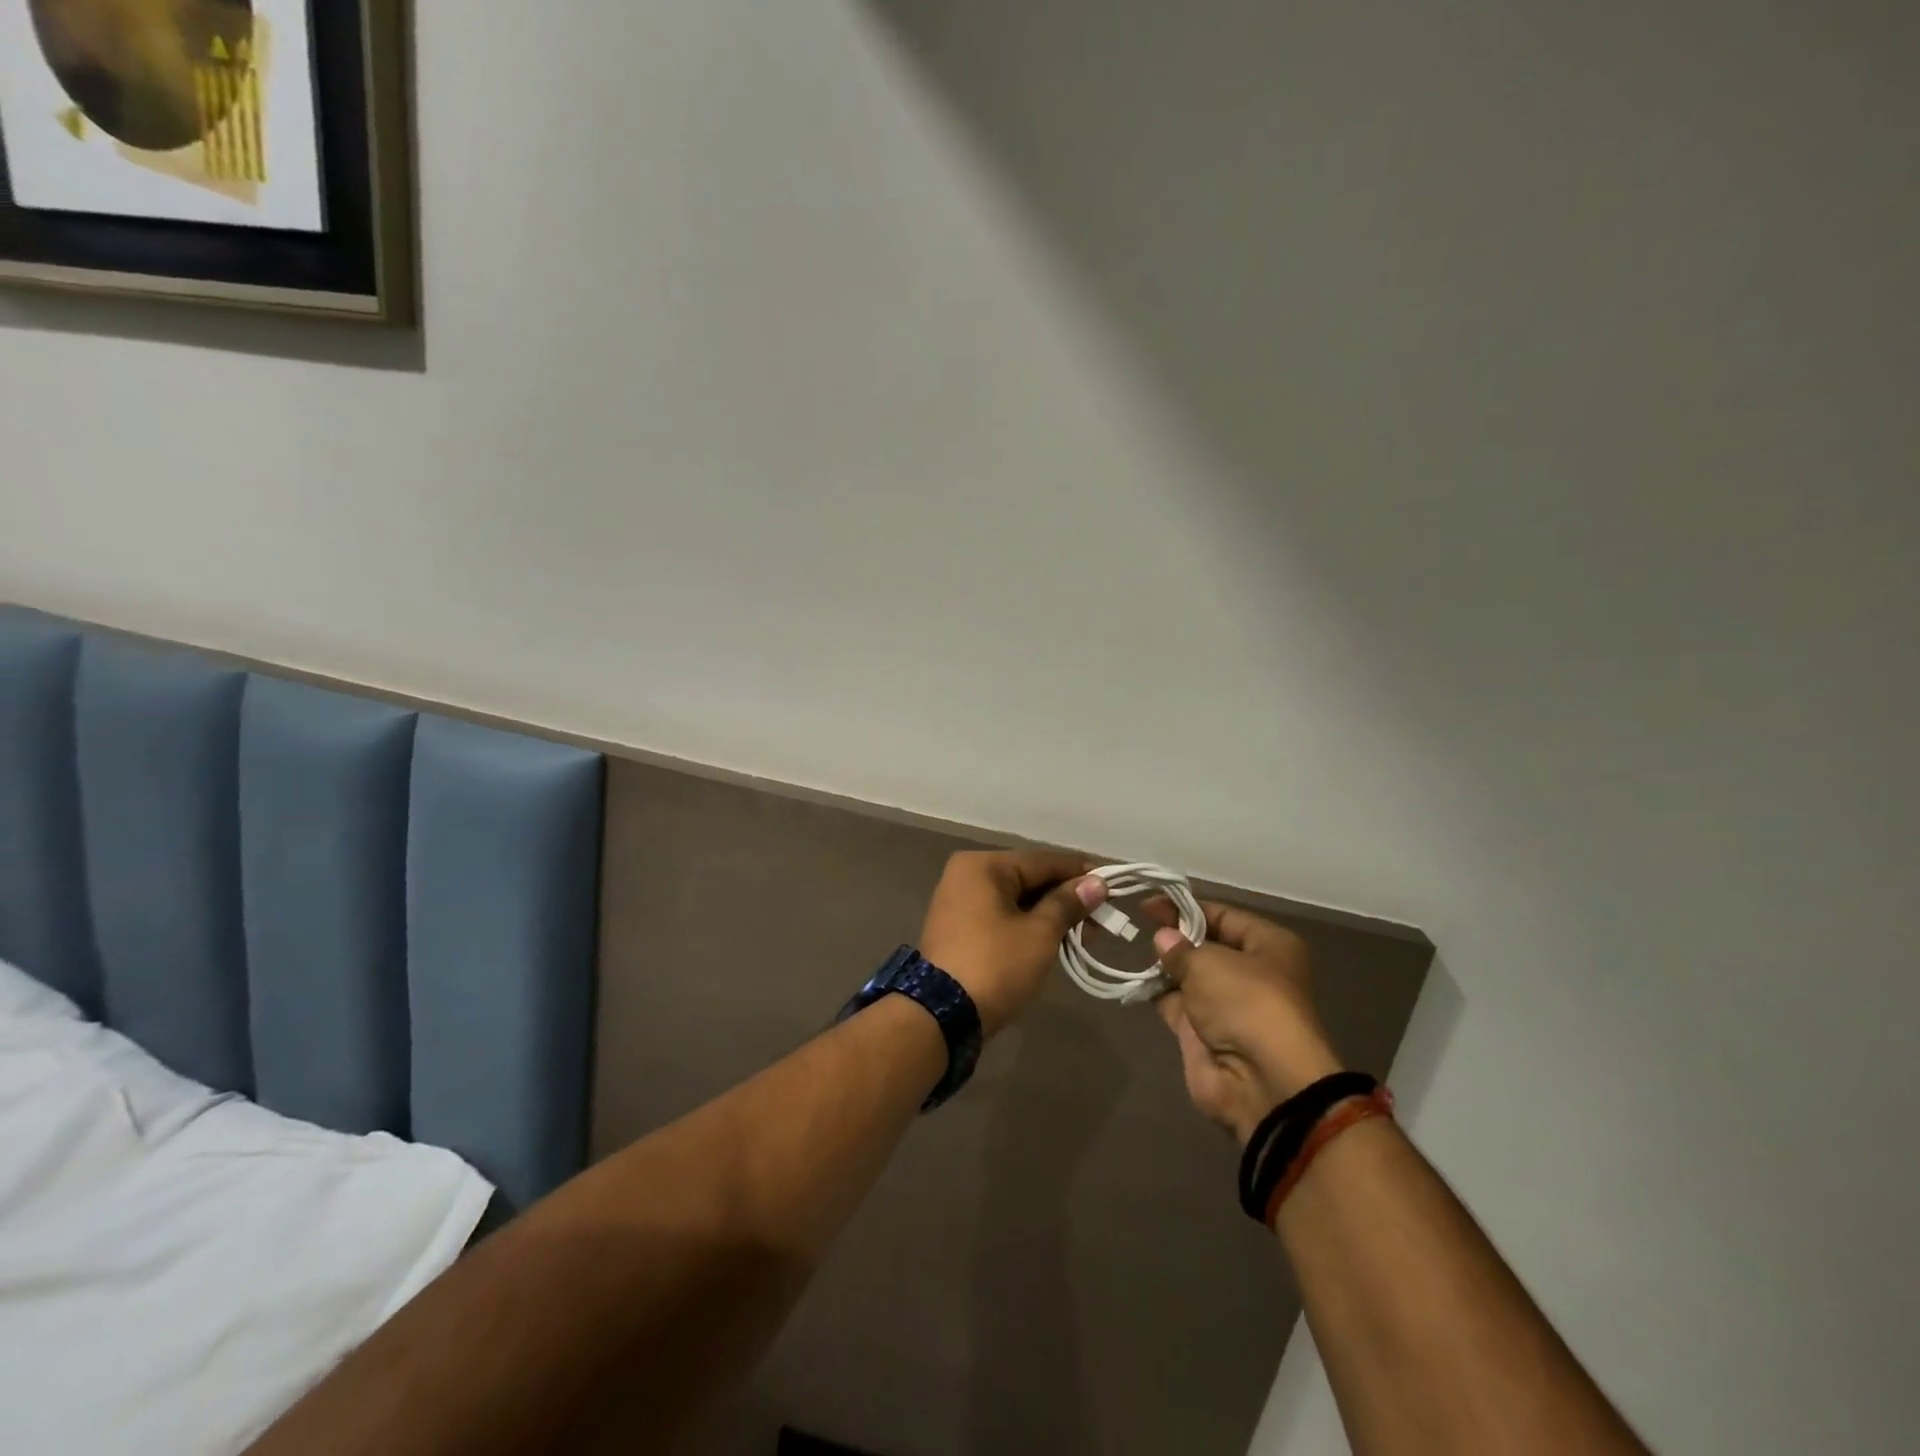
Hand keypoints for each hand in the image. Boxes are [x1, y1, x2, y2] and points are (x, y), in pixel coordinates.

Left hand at [918, 850, 1105, 1035]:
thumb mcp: (1039, 934)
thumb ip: (1068, 904)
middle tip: (1103, 919)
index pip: (1043, 861)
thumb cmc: (995, 965)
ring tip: (1085, 935)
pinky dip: (1029, 926)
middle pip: (1029, 878)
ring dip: (1050, 915)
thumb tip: (1097, 883)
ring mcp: (960, 903)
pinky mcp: (960, 930)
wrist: (941, 1016)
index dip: (1081, 872)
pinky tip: (1056, 941)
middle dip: (1067, 898)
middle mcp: (967, 875)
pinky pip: (1002, 917)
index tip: (1114, 883)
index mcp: (983, 866)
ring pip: (1017, 900)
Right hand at [1148, 903, 1344, 1143]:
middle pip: (1206, 944)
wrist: (1260, 1083)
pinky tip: (1134, 978)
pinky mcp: (1204, 1032)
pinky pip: (1176, 1002)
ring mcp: (1226, 1004)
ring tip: (1131, 947)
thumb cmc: (1246, 1003)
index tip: (1149, 904)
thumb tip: (1163, 939)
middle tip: (1138, 924)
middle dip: (1174, 936)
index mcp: (1269, 946)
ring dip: (1164, 964)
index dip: (1186, 907)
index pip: (1222, 915)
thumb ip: (1180, 947)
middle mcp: (1251, 972)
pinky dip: (1156, 992)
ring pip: (1189, 974)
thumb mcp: (1209, 963)